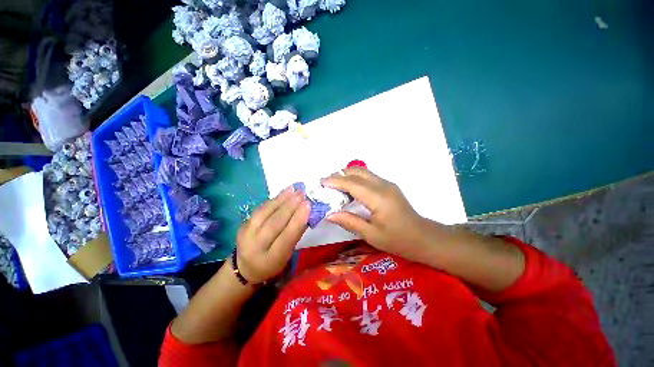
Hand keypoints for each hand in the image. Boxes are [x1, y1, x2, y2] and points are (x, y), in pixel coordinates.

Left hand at [236, 187, 309, 282]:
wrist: (246, 267)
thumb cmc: (273, 262)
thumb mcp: (287, 255)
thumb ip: (296, 234)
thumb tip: (307, 213)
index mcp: (271, 259)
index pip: (286, 237)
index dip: (297, 220)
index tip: (308, 205)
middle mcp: (255, 247)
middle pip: (274, 224)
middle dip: (290, 207)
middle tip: (302, 194)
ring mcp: (246, 235)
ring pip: (264, 213)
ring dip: (280, 199)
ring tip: (293, 189)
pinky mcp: (243, 225)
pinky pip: (260, 209)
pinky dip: (273, 200)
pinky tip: (283, 193)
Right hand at [324, 168, 447, 262]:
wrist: (423, 237)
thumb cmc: (398, 240)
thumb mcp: (371, 234)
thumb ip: (349, 222)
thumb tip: (329, 214)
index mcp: (378, 198)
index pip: (352, 183)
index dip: (335, 181)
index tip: (321, 183)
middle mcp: (383, 185)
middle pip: (357, 171)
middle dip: (339, 174)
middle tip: (326, 184)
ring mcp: (387, 184)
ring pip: (363, 172)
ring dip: (347, 175)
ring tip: (334, 186)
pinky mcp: (388, 186)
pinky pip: (368, 177)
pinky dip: (355, 179)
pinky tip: (349, 190)